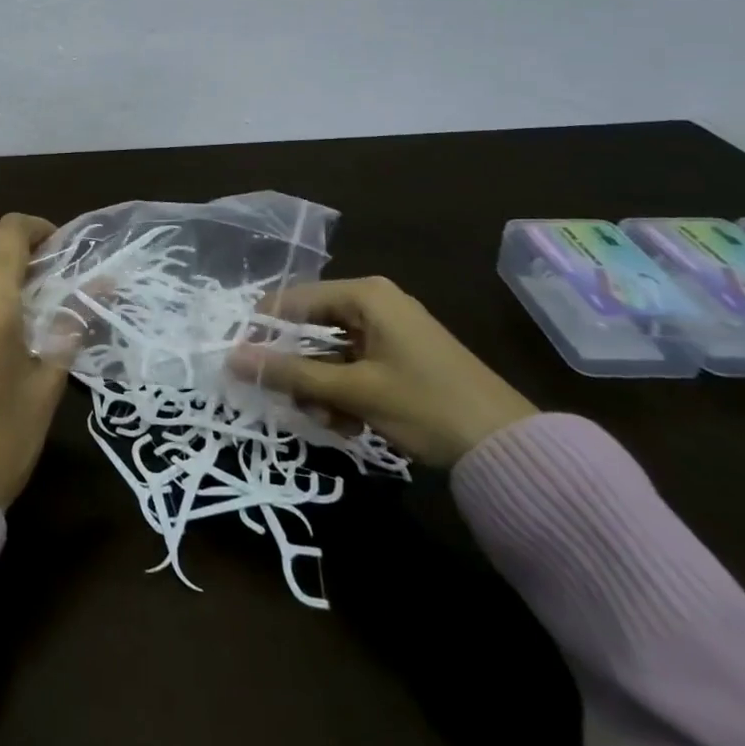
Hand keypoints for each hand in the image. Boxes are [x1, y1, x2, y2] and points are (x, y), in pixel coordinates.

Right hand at [230, 277, 536, 466]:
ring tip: (326, 421)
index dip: (264, 330)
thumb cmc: (426, 406)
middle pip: (312, 328)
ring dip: (321, 388)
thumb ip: (291, 373)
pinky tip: (347, 424)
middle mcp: (375, 304)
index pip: (294, 300)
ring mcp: (391, 332)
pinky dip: (344, 394)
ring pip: (332, 353)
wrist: (512, 449)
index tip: (241, 361)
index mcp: (365, 295)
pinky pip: (354, 367)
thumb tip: (232, 359)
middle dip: (298, 368)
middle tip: (286, 400)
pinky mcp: (402, 359)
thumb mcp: (353, 391)